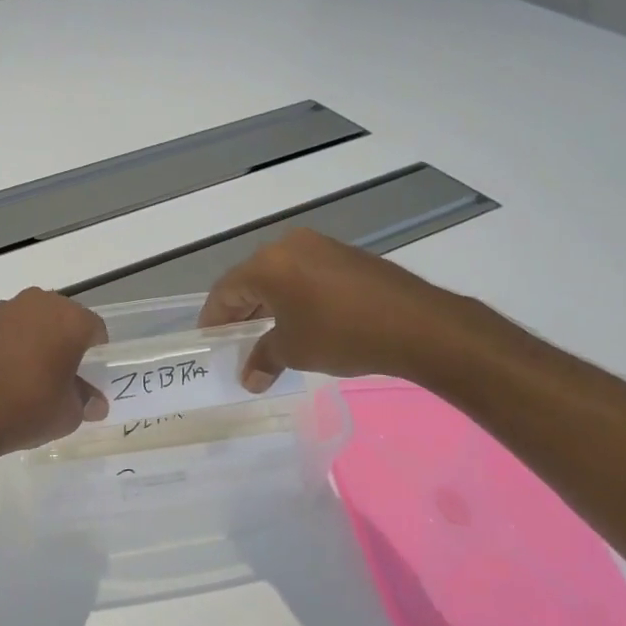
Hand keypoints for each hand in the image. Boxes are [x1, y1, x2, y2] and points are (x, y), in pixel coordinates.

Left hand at [0, 289, 108, 455]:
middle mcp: (34, 304)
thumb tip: (94, 403)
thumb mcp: (68, 415)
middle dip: (60, 341)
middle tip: (57, 374)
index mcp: (68, 319)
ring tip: (20, 378)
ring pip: (22, 322)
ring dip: (26, 341)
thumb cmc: (27, 409)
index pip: (94, 329)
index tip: (88, 375)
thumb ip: (85, 401)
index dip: (95, 352)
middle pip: (57, 319)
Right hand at [197, 230, 474, 390]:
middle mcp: (289, 246)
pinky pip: (306, 275)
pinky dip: (295, 297)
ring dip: (269, 305)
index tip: (209, 341)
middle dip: (241, 312)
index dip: (213, 318)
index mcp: (267, 265)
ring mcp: (321, 247)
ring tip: (267, 335)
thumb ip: (264, 359)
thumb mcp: (294, 351)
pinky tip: (302, 322)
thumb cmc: (340, 334)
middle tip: (235, 341)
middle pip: (251, 280)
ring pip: (280, 277)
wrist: (416, 324)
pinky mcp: (347, 256)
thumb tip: (249, 379)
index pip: (225, 291)